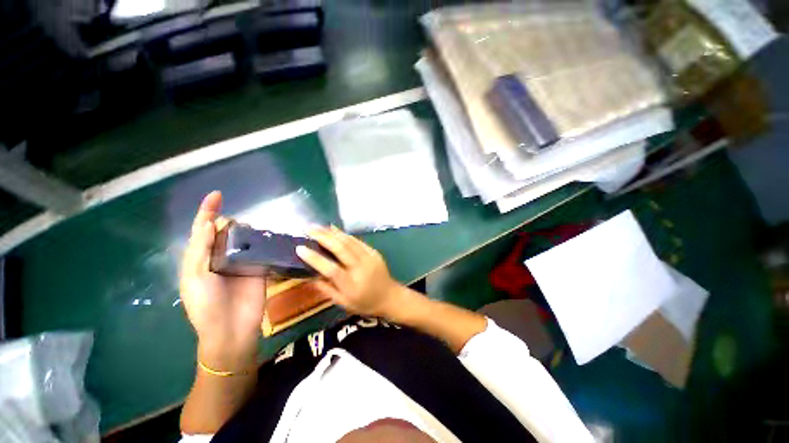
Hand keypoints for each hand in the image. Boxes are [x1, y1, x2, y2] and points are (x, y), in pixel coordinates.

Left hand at [180, 191, 265, 370]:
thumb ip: (201, 250)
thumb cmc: (206, 306)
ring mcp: (241, 262)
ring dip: (247, 230)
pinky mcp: (259, 267)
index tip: (217, 195)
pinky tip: (267, 236)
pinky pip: (261, 250)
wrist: (232, 329)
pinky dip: (263, 241)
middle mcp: (220, 257)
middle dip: (228, 222)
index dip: (207, 211)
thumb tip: (209, 223)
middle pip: (224, 232)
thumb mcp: (195, 278)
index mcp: (200, 259)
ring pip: (244, 239)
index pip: (202, 230)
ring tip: (252, 229)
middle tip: (236, 226)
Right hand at [296, 226, 405, 317]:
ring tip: (319, 226)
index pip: (330, 269)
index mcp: (351, 284)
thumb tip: (311, 277)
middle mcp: (360, 268)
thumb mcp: (344, 303)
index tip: (300, 248)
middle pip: (341, 249)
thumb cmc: (365, 303)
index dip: (314, 258)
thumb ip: (327, 290)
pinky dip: (345, 235)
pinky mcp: (374, 252)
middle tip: (308, 229)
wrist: (390, 297)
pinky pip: (358, 241)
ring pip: (349, 241)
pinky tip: (336, 230)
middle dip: (323, 237)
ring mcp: (369, 258)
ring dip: (333, 232)